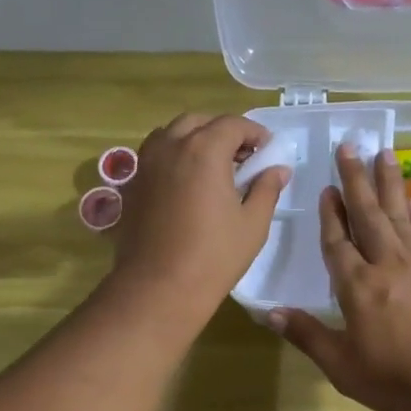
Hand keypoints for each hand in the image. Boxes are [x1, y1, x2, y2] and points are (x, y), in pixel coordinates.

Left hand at [111, 113, 288, 322]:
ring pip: (171, 134)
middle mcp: (171, 147)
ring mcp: (146, 164)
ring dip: (194, 139)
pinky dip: (173, 156)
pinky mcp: (132, 185)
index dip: (254, 133)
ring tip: (212, 166)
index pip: (233, 124)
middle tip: (241, 156)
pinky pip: (154, 155)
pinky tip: (186, 183)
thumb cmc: (213, 257)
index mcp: (204, 150)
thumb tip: (278, 169)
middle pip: (199, 122)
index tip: (267, 150)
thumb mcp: (252, 224)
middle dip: (222, 131)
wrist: (158, 288)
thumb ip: (266, 189)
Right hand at [270, 145, 410, 410]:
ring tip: (382, 152)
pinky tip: (407, 198)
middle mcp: (386, 264)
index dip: (330, 215)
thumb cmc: (400, 380)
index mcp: (357, 287)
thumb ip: (308, 336)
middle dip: (356, 179)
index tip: (325, 189)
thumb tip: (270, 312)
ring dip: (387, 182)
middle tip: (349, 145)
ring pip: (397, 213)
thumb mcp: (344, 367)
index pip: (337, 242)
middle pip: (368, 214)